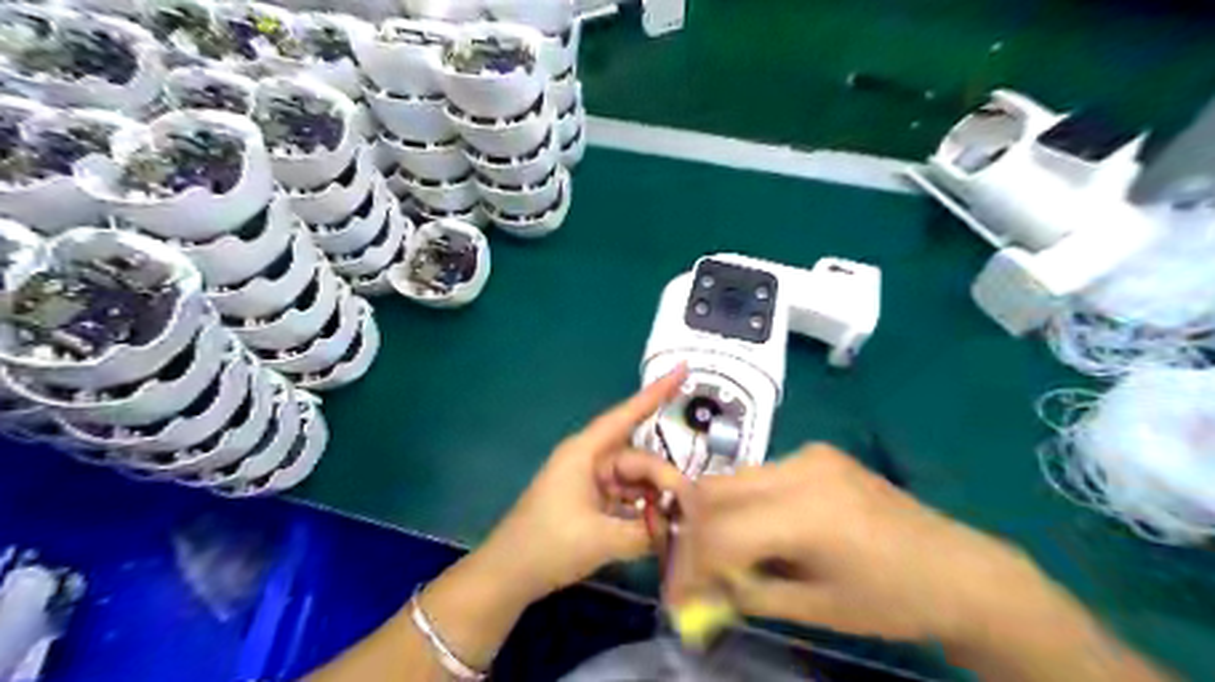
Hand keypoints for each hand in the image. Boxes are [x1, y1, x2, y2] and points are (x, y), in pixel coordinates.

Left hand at [481, 368, 692, 602]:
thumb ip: (645, 532)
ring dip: (654, 498)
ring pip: (634, 480)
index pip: (625, 415)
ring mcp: (589, 482)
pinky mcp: (590, 502)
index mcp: (585, 453)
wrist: (508, 575)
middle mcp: (589, 461)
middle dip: (663, 478)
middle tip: (689, 506)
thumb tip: (681, 528)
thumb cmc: (548, 545)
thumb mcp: (601, 539)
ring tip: (679, 519)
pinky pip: (625, 497)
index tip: (682, 370)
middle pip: (637, 459)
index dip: (655, 393)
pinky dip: (642, 510)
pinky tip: (660, 527)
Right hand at [663, 445, 1055, 645]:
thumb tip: (698, 591)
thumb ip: (747, 593)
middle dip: (691, 534)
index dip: (690, 567)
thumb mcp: (815, 609)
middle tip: (689, 572)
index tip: (678, 599)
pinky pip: (759, 476)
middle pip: (714, 491)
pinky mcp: (817, 453)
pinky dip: (742, 504)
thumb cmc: (893, 601)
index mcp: (808, 514)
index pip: (720, 532)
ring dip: (713, 517)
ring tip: (718, 556)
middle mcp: (802, 470)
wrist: (959, 569)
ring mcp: (810, 455)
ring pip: (732, 479)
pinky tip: (753, 533)